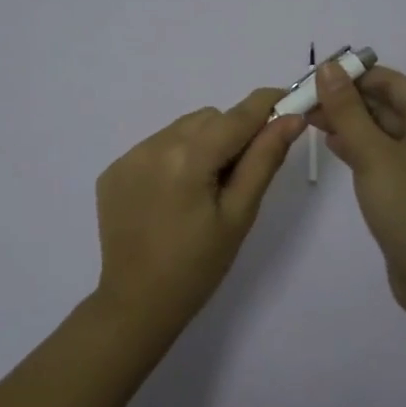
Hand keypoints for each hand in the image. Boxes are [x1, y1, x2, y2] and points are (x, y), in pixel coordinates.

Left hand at [95, 87, 305, 330]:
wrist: (137, 304)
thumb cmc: (198, 266)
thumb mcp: (239, 214)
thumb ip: (264, 160)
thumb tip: (290, 118)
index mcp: (188, 157)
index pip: (238, 115)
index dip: (268, 104)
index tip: (291, 102)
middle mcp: (154, 145)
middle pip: (209, 118)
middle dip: (232, 134)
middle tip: (240, 176)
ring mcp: (129, 156)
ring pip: (182, 128)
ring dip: (202, 144)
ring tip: (203, 189)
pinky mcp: (114, 170)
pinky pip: (156, 146)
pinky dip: (174, 158)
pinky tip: (174, 196)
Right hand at [309, 61, 405, 311]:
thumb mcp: (373, 155)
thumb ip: (347, 111)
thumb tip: (328, 68)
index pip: (389, 81)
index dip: (351, 75)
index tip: (313, 78)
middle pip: (386, 103)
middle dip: (346, 100)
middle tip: (303, 102)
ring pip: (382, 130)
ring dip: (349, 123)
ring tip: (308, 120)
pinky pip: (383, 154)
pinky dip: (359, 146)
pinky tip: (332, 145)